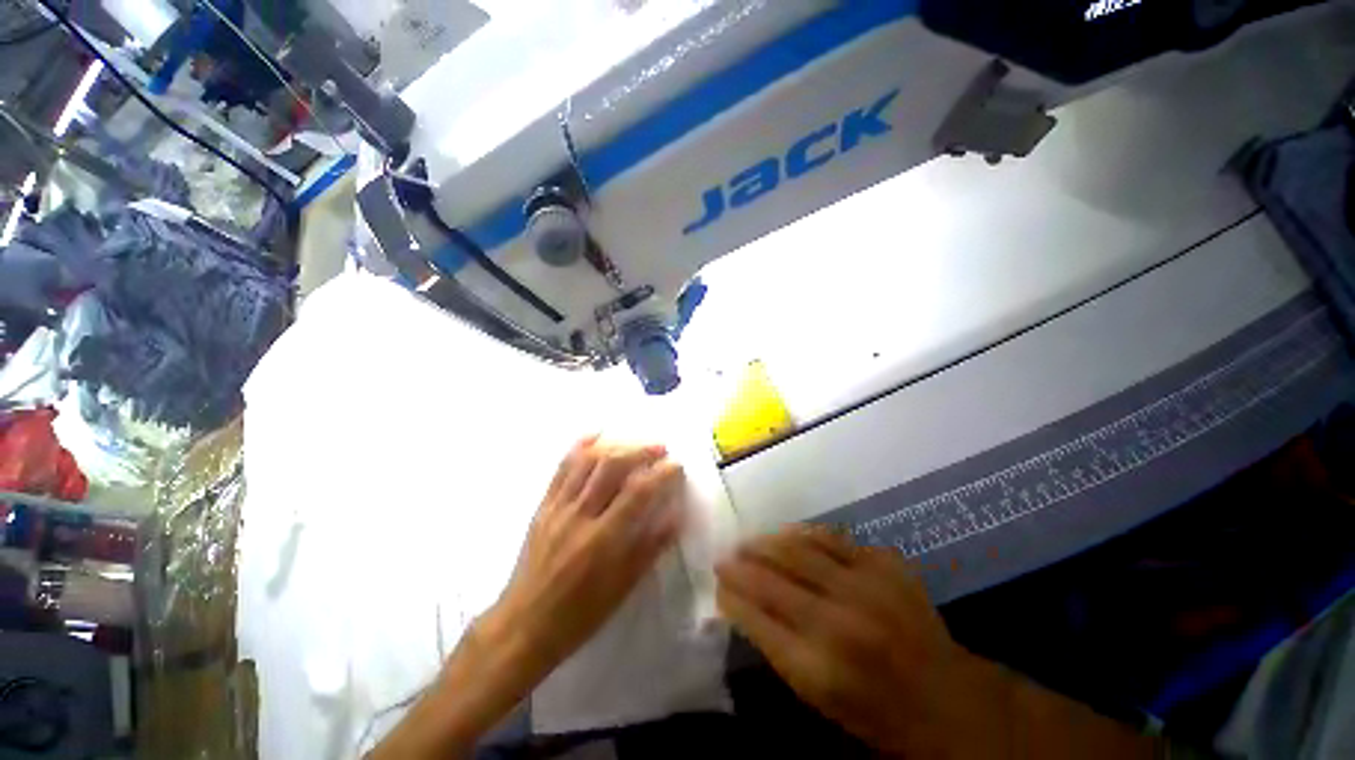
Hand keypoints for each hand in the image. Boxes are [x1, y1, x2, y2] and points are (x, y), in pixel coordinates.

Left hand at [489, 435, 686, 671]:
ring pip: (587, 460)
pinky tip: (596, 435)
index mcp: (603, 540)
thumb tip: (675, 515)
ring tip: (635, 443)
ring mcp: (558, 507)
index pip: (638, 492)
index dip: (661, 473)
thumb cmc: (579, 614)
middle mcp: (580, 515)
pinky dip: (580, 446)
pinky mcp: (543, 505)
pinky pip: (561, 467)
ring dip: (615, 445)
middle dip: (640, 450)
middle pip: (612, 466)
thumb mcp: (623, 588)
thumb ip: (650, 547)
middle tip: (660, 449)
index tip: (677, 466)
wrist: (524, 624)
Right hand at [716, 527, 978, 755]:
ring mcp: (867, 585)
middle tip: (724, 557)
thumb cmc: (875, 709)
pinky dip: (802, 533)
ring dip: (765, 543)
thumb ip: (774, 645)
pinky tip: (787, 535)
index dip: (731, 596)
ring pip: (797, 548)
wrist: (949, 698)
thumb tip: (738, 603)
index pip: (756, 619)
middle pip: (771, 578)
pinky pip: (831, 536)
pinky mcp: (886, 563)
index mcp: (820, 668)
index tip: (717, 584)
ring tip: (748, 542)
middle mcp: (840, 621)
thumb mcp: (817, 696)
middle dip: (739, 565)